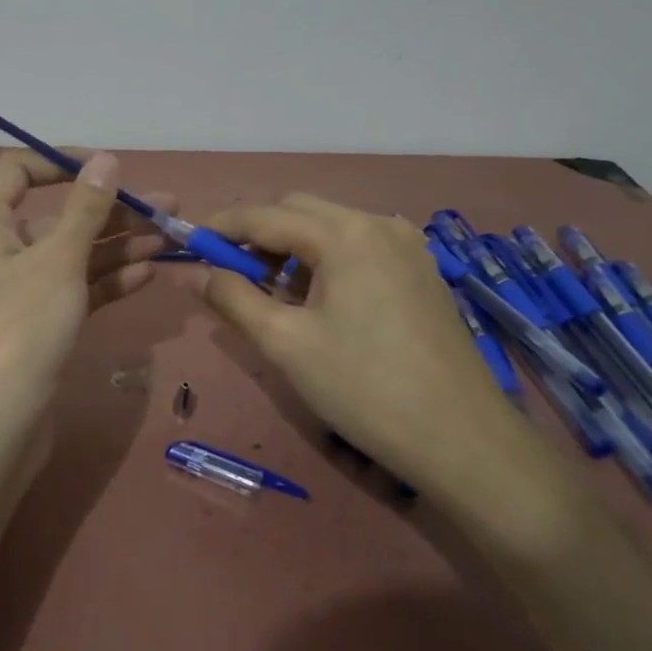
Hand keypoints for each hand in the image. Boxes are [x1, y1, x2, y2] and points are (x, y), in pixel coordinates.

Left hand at [0, 150, 166, 456]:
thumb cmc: (18, 329)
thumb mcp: (57, 262)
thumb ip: (85, 209)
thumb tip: (105, 159)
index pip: (18, 171)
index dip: (63, 163)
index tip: (111, 169)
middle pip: (55, 216)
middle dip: (111, 212)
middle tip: (168, 208)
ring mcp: (13, 291)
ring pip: (69, 256)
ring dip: (117, 247)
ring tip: (170, 239)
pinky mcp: (32, 326)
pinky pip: (72, 290)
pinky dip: (105, 282)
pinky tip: (148, 275)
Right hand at [186, 194, 566, 516]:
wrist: (462, 440)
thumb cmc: (363, 388)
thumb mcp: (285, 343)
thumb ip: (231, 297)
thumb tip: (190, 271)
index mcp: (344, 234)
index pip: (264, 214)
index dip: (220, 227)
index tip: (189, 246)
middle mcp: (378, 224)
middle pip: (299, 211)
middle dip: (257, 234)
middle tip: (230, 274)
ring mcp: (407, 246)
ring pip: (330, 227)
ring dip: (291, 247)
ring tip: (272, 293)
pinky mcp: (421, 272)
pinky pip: (358, 246)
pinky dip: (325, 259)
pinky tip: (318, 300)